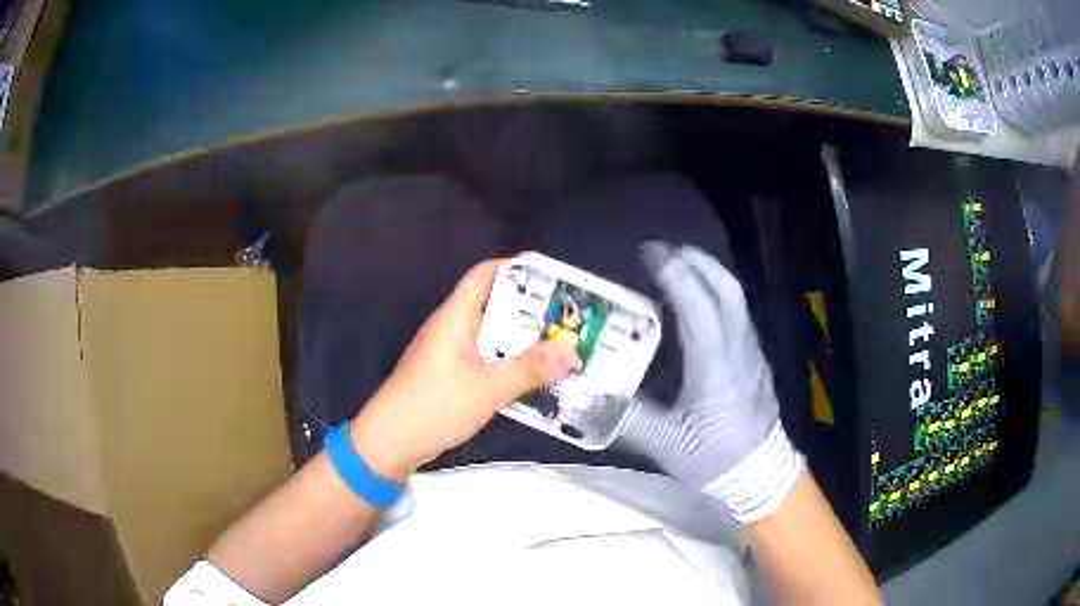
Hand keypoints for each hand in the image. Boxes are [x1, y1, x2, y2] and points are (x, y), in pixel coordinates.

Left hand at [350, 259, 580, 480]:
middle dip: (529, 310)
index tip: (552, 277)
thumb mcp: (488, 388)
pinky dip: (507, 364)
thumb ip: (530, 369)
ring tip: (558, 347)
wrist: (390, 442)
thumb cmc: (435, 405)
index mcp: (455, 317)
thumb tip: (572, 351)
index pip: (484, 274)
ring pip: (490, 336)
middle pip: (492, 305)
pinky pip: (484, 361)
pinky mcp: (448, 377)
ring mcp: (448, 354)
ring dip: (521, 341)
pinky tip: (531, 378)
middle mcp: (451, 329)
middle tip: (566, 319)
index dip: (516, 268)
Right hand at [620, 243, 803, 521]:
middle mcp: (738, 349)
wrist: (760, 473)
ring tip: (678, 265)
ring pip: (735, 297)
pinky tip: (697, 300)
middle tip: (663, 251)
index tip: (650, 255)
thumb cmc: (714, 458)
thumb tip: (587, 396)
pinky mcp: (754, 357)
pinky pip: (737, 311)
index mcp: (715, 367)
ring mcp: (751, 351)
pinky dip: (716, 292)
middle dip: (696, 261)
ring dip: (708, 272)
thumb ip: (626, 416)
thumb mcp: (665, 442)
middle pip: (725, 289)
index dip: (675, 275)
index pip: (698, 307)